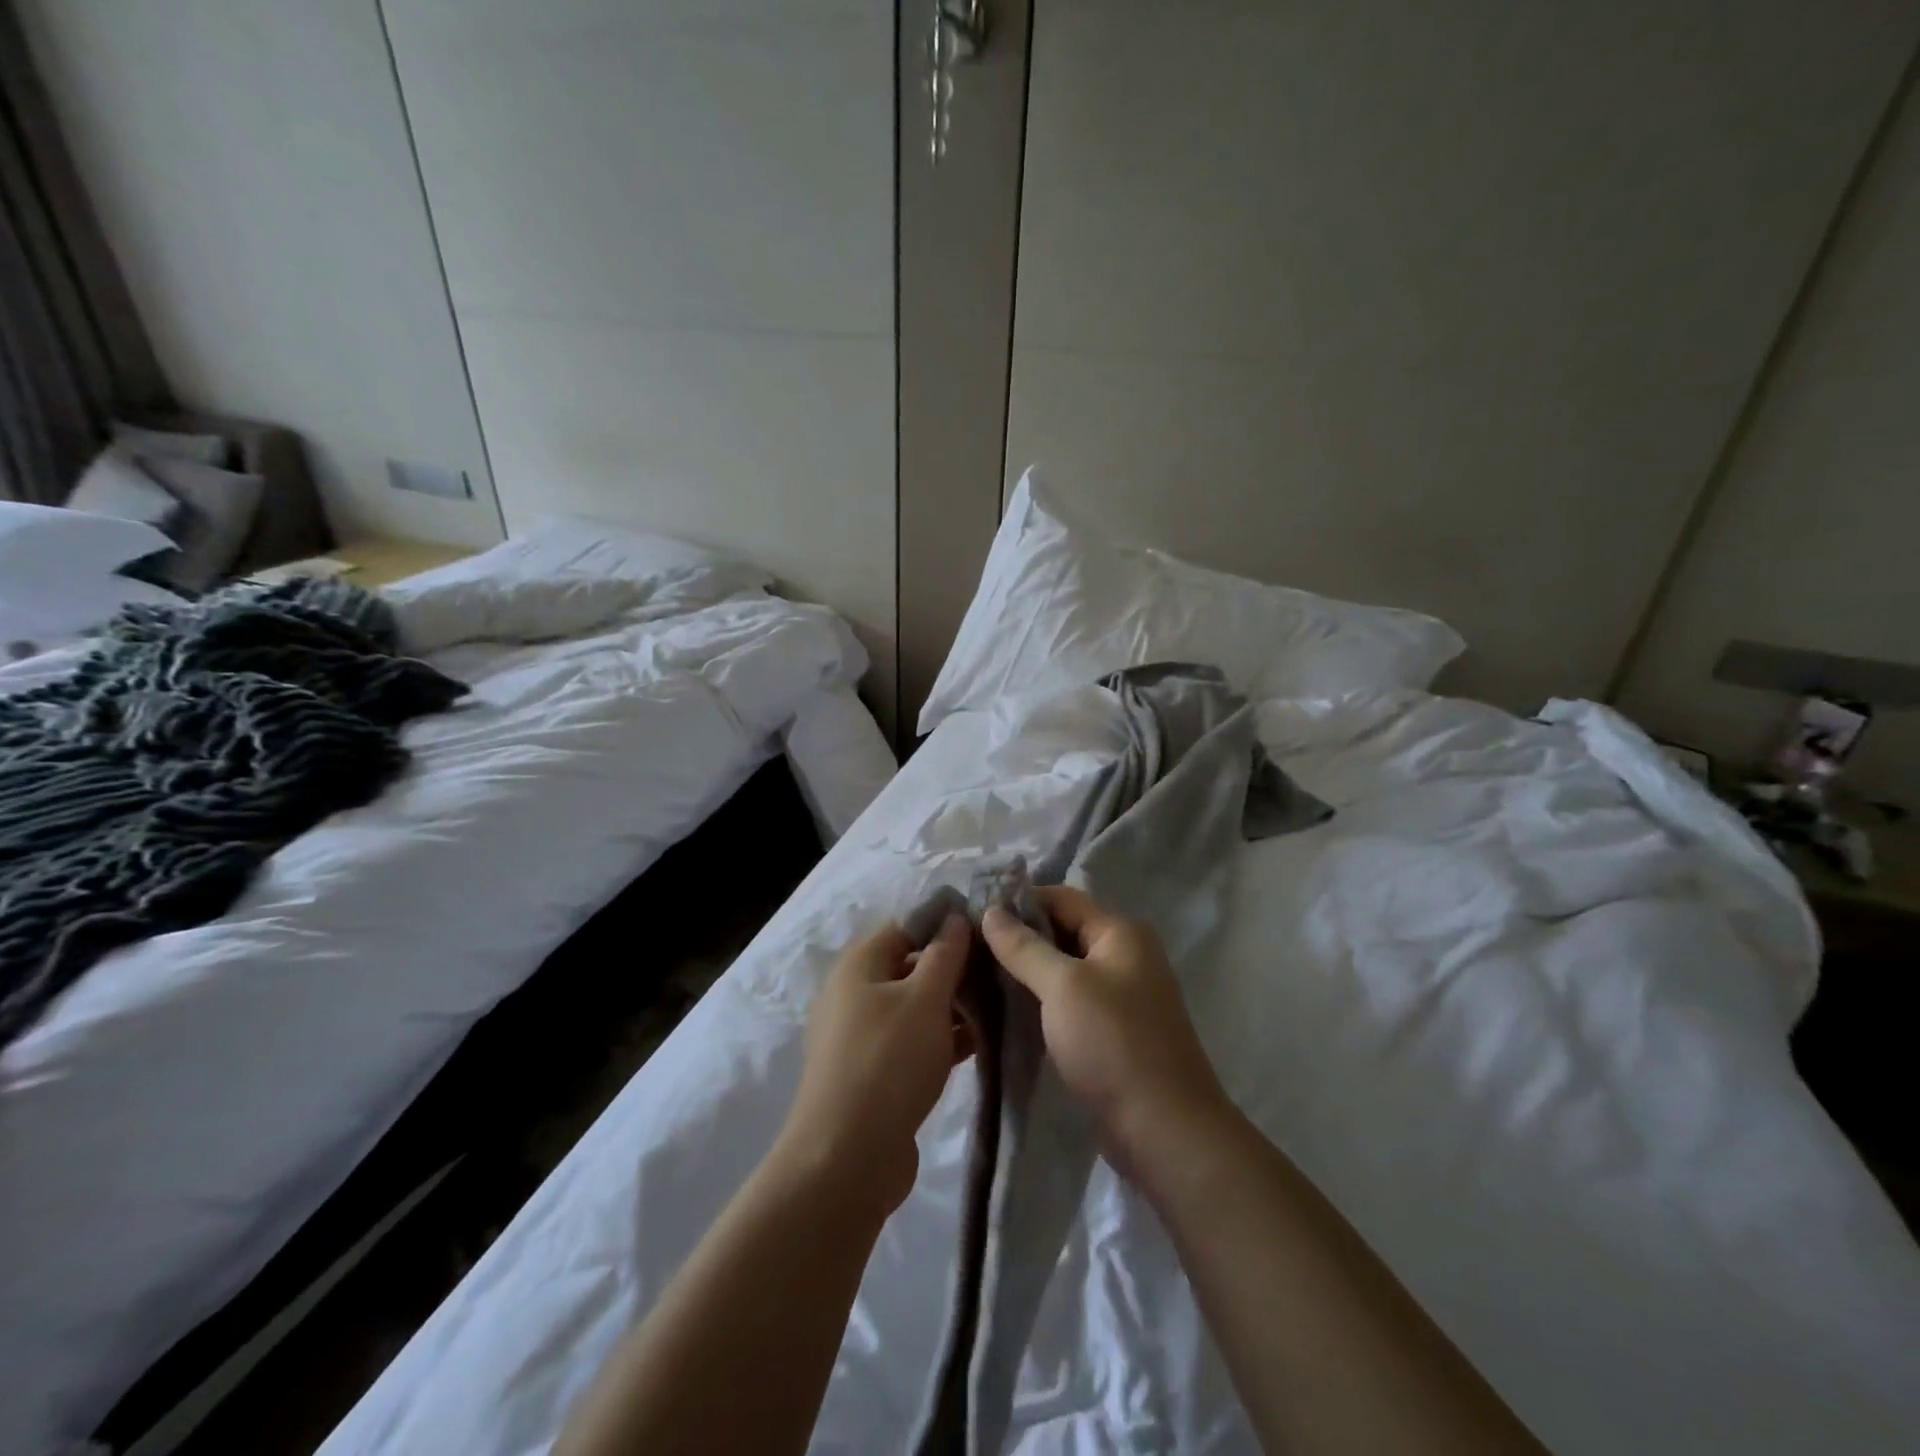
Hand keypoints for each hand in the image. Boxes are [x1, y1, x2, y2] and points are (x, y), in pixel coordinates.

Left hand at [778, 914, 973, 1216]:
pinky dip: (942, 1039)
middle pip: (911, 966)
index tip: (988, 933)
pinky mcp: (874, 1072)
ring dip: (953, 1007)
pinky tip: (981, 1043)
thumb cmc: (888, 1061)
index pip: (906, 927)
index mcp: (859, 965)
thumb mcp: (925, 999)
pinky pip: (912, 1041)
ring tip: (1000, 1006)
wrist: (847, 1158)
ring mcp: (862, 1036)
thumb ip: (944, 955)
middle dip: (954, 969)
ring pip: (915, 1007)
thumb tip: (954, 918)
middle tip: (1001, 973)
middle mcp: (855, 993)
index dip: (945, 926)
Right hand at [982, 887, 1230, 1178]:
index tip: (974, 913)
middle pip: (1063, 931)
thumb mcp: (1063, 987)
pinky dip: (1040, 999)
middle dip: (1019, 937)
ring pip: (1063, 968)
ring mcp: (1120, 995)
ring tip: (978, 975)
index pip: (1062, 898)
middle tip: (969, 947)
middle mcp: (1124, 956)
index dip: (1019, 901)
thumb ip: (1024, 947)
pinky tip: (1005, 1008)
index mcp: (1120, 933)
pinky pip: (1069, 1000)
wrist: (1164, 1129)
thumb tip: (991, 911)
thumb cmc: (1113, 1044)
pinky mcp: (1111, 1030)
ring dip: (1026, 970)